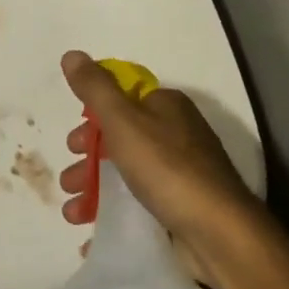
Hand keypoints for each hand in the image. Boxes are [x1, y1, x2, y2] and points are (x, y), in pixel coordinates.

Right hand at [57, 51, 261, 254]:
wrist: (219, 234)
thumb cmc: (167, 168)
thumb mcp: (123, 120)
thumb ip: (95, 88)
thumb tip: (72, 55)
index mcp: (167, 106)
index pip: (121, 100)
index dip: (92, 119)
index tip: (74, 143)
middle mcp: (177, 134)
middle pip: (120, 139)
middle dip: (89, 160)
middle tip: (69, 181)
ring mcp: (181, 174)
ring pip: (127, 174)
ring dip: (94, 191)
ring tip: (73, 214)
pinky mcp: (182, 208)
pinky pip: (140, 206)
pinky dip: (114, 215)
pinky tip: (92, 233)